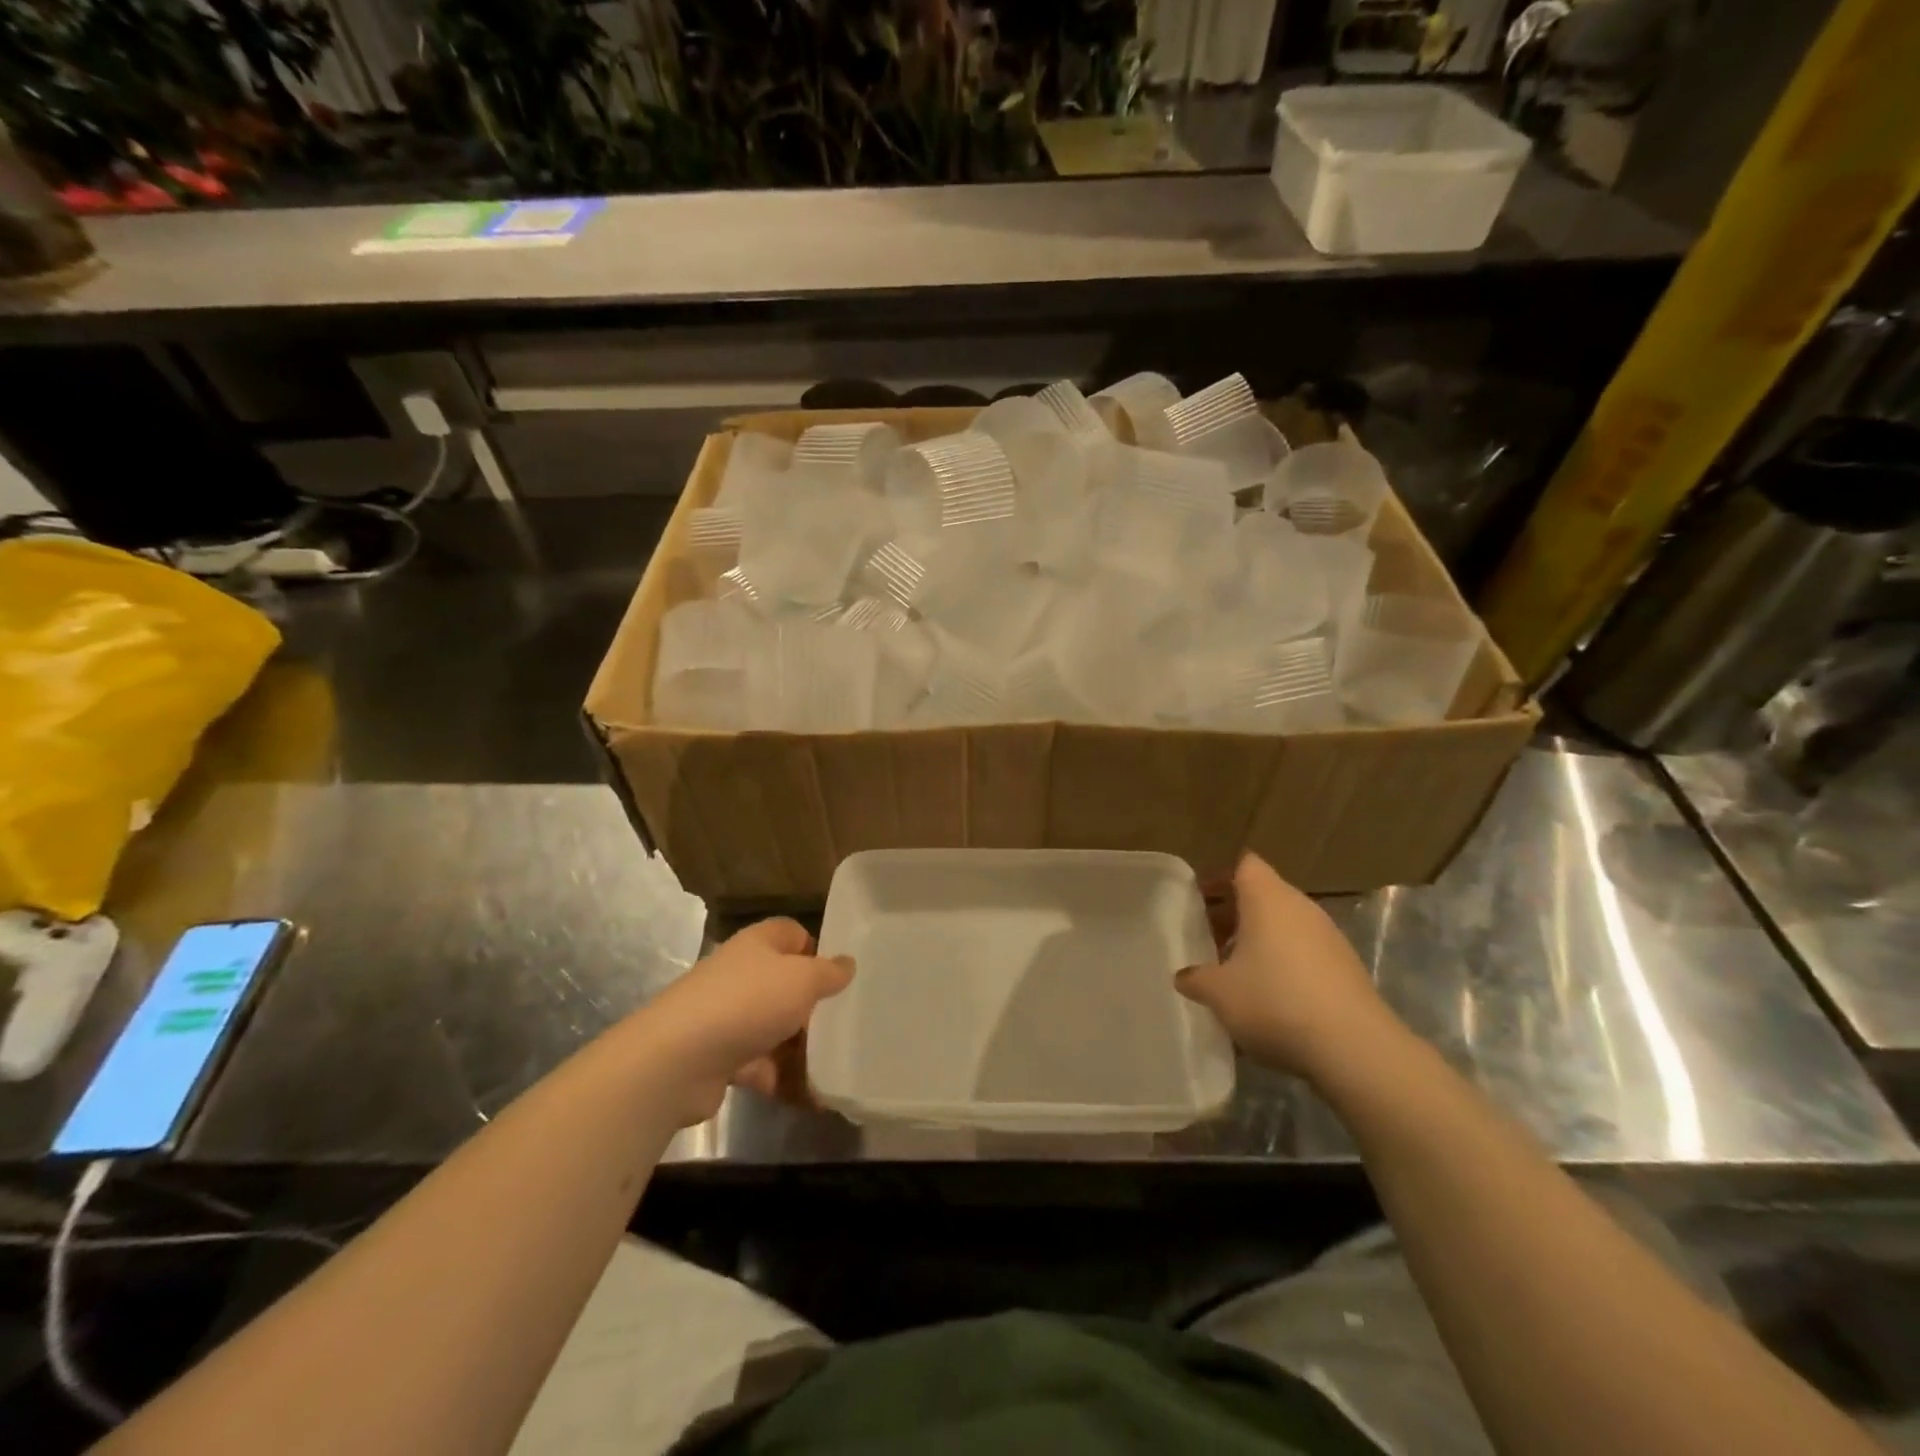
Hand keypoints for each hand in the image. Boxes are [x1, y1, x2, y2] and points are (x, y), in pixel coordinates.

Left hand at [632, 919, 853, 1126]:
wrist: (677, 1061)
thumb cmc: (748, 1002)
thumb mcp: (802, 979)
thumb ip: (829, 972)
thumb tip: (848, 963)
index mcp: (757, 945)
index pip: (790, 933)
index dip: (815, 947)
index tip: (839, 973)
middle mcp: (740, 976)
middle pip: (784, 984)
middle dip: (813, 1005)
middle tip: (845, 1022)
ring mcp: (728, 1018)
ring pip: (774, 1028)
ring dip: (801, 1048)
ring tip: (838, 1066)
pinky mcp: (720, 1059)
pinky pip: (761, 1066)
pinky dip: (784, 1080)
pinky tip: (813, 1097)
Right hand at [1176, 854, 1401, 1086]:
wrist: (1355, 1049)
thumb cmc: (1275, 1002)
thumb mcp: (1218, 992)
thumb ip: (1195, 978)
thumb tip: (1184, 976)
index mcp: (1268, 899)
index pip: (1244, 865)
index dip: (1219, 877)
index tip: (1197, 900)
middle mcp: (1301, 907)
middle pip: (1263, 894)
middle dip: (1233, 913)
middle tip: (1207, 937)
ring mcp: (1329, 937)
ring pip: (1285, 924)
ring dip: (1258, 939)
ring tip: (1234, 970)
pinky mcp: (1346, 967)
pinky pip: (1304, 951)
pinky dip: (1283, 962)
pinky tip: (1269, 997)